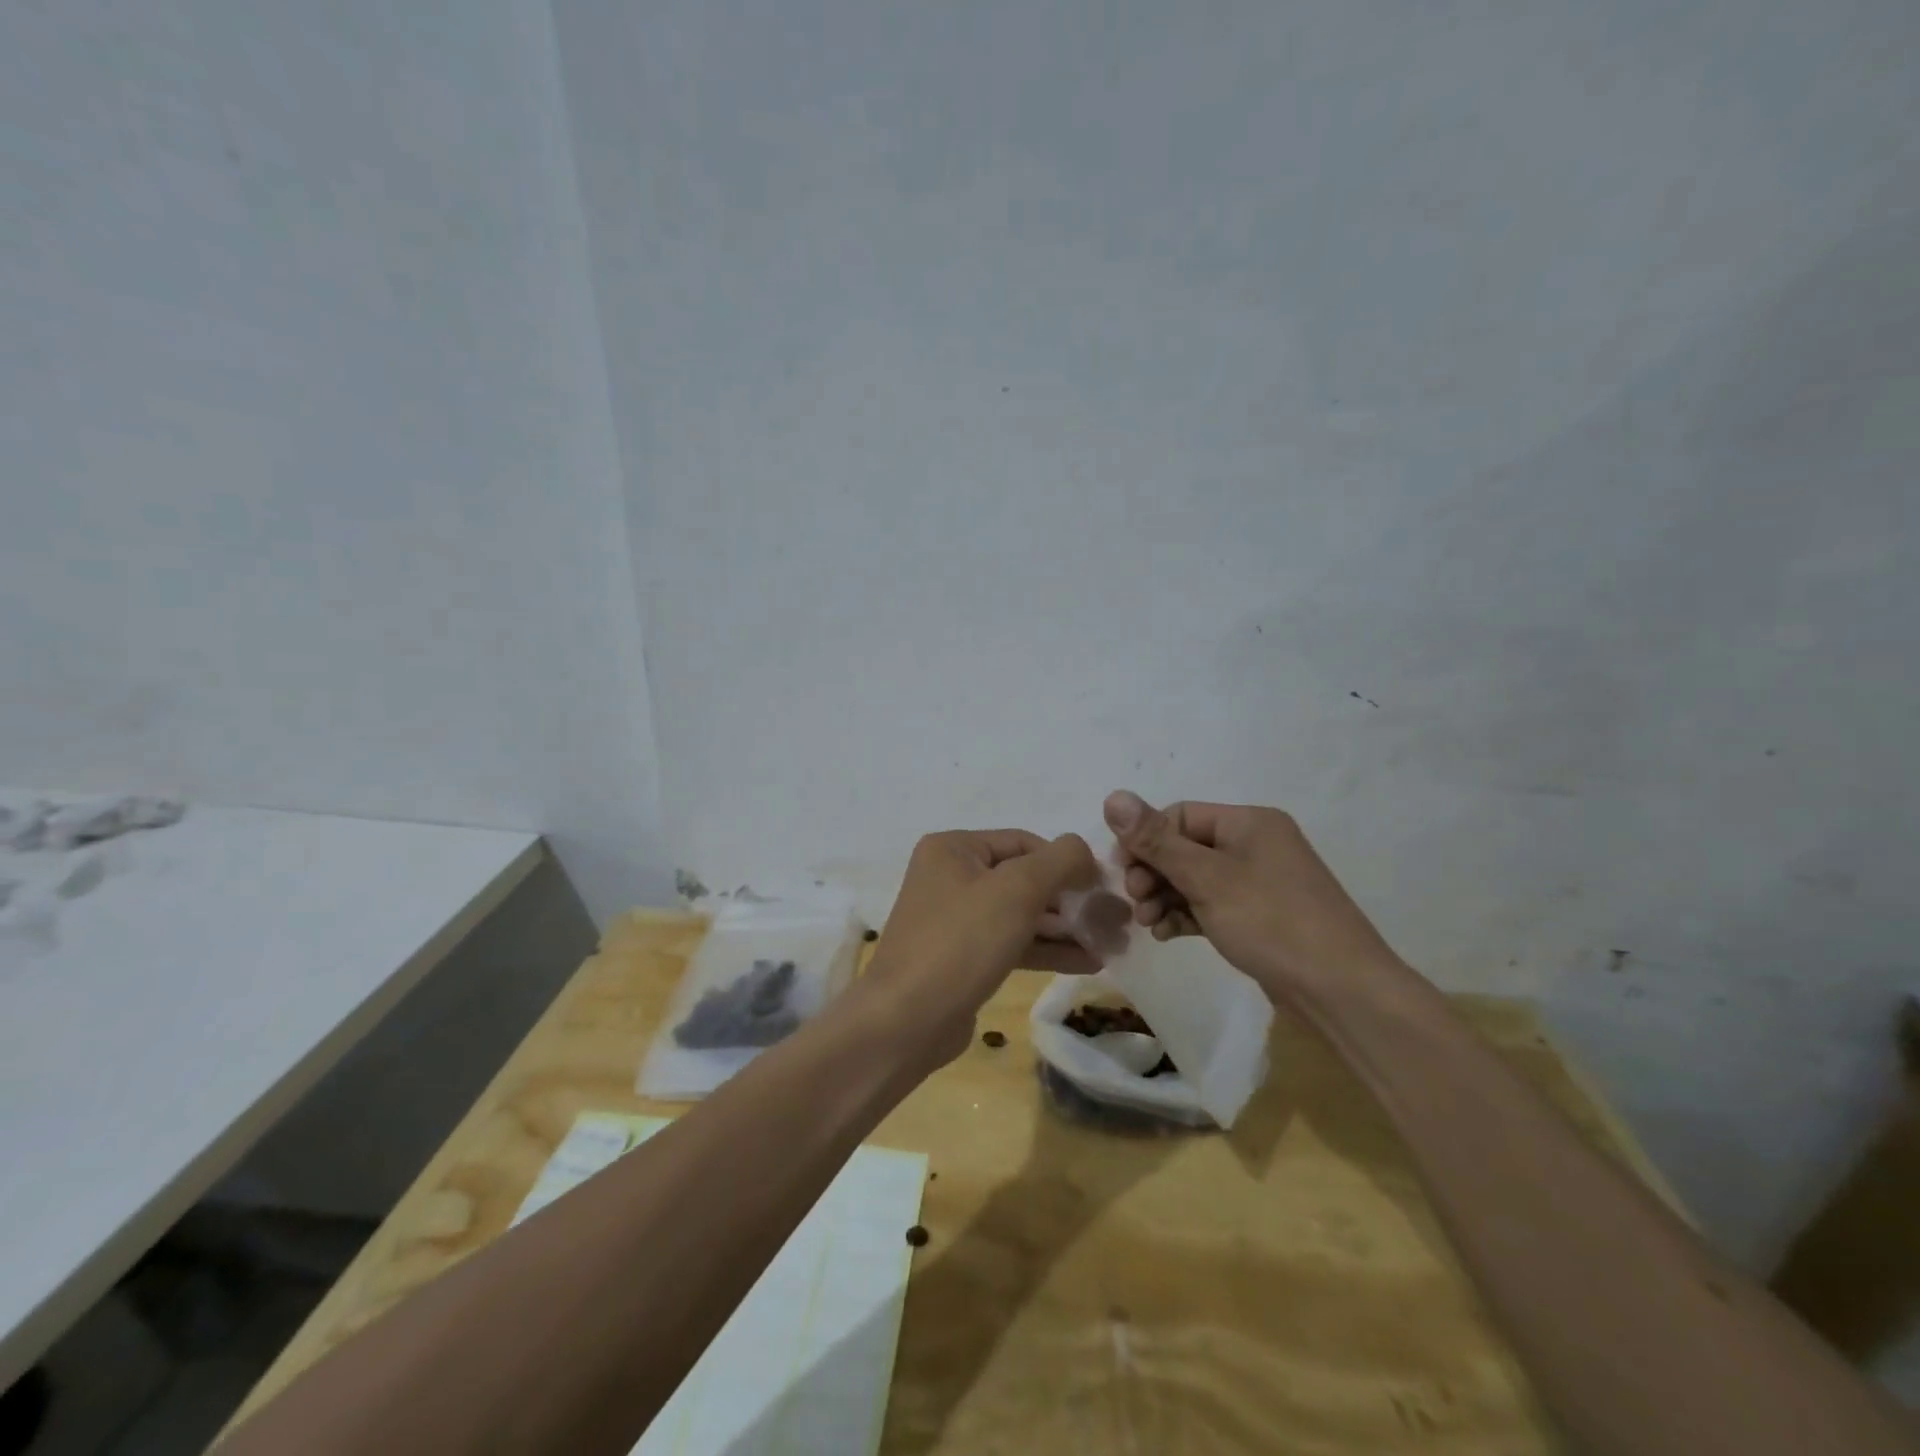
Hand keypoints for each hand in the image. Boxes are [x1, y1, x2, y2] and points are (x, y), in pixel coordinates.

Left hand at [863, 829, 1100, 1062]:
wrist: (907, 1020)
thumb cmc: (962, 941)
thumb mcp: (1017, 890)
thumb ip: (1059, 861)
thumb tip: (1083, 851)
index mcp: (953, 848)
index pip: (1023, 842)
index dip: (1066, 861)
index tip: (1104, 887)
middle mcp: (950, 876)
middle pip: (1023, 878)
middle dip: (1070, 898)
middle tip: (1114, 917)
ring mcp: (955, 919)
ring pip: (1021, 914)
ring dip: (1065, 927)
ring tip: (1110, 941)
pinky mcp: (963, 957)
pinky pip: (1012, 942)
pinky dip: (1046, 949)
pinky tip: (1087, 962)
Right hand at [1102, 790, 1404, 1007]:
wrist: (1341, 991)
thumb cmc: (1272, 922)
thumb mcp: (1207, 878)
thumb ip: (1156, 840)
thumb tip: (1112, 796)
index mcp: (1249, 822)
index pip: (1179, 815)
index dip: (1145, 840)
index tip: (1121, 873)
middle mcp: (1254, 844)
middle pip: (1184, 847)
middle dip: (1153, 872)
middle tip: (1136, 902)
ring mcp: (1259, 882)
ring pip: (1194, 878)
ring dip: (1165, 896)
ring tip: (1148, 924)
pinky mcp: (1259, 916)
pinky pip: (1210, 904)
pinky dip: (1186, 915)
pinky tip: (1167, 935)